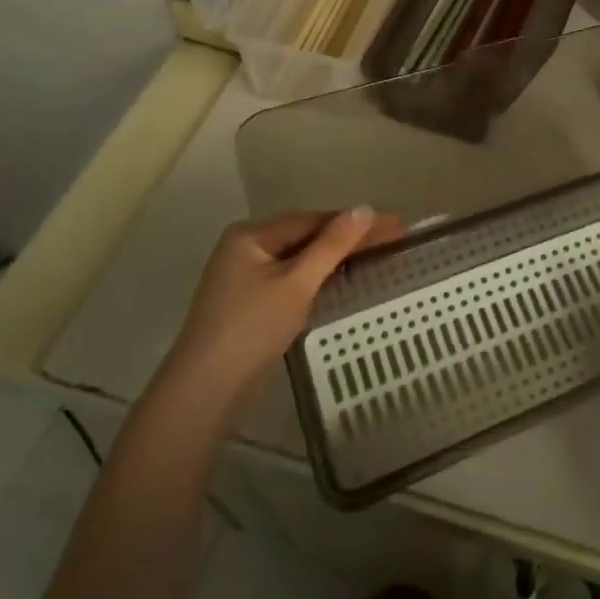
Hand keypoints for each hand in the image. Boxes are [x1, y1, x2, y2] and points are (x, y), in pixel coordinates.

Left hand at [162, 208, 402, 401]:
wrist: (204, 391)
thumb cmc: (252, 328)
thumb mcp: (297, 283)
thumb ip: (332, 245)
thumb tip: (365, 208)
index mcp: (251, 234)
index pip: (313, 219)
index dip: (355, 222)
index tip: (395, 225)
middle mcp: (245, 247)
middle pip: (306, 235)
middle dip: (348, 237)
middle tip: (393, 239)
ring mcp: (244, 275)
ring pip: (299, 257)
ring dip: (334, 256)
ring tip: (375, 254)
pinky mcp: (248, 301)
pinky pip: (290, 276)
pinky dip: (317, 276)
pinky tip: (338, 279)